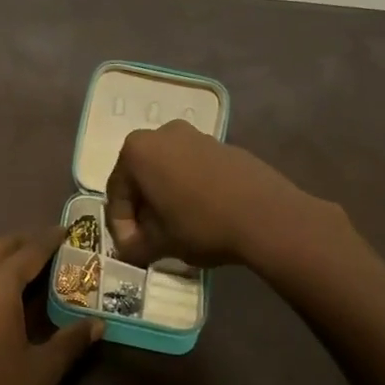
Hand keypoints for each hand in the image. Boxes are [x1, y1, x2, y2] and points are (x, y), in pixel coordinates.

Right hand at [104, 119, 339, 267]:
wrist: (268, 216)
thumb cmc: (201, 224)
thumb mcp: (160, 243)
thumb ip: (136, 246)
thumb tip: (129, 250)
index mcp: (137, 151)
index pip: (117, 192)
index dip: (121, 226)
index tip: (131, 249)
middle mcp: (162, 134)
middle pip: (141, 176)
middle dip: (142, 208)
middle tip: (149, 238)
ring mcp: (196, 136)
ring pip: (168, 170)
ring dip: (166, 198)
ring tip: (176, 229)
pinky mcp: (224, 146)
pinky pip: (194, 168)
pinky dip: (190, 189)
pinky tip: (203, 215)